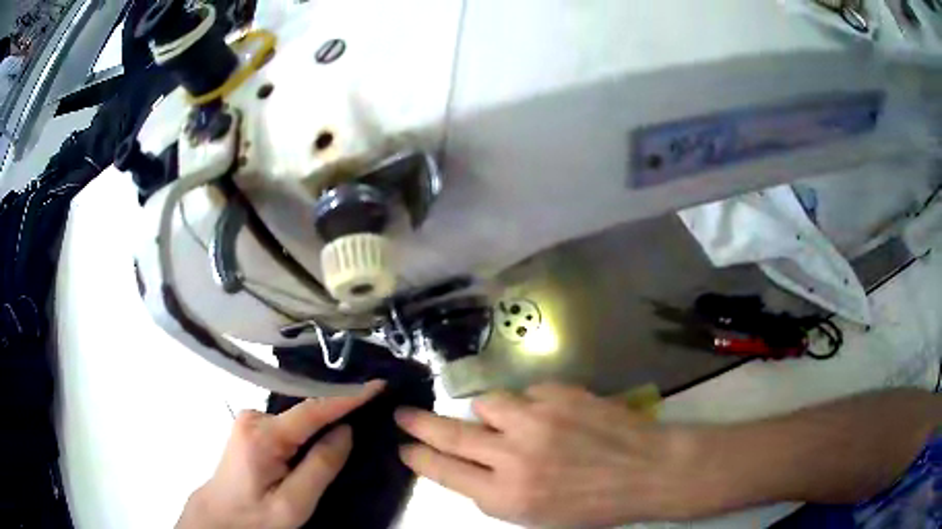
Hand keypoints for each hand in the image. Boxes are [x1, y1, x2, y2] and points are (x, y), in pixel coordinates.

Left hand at [177, 381, 384, 528]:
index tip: (378, 384)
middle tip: (375, 407)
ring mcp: (251, 420)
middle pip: (305, 410)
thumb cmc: (257, 516)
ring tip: (355, 422)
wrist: (220, 516)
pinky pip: (290, 422)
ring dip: (324, 420)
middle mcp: (254, 417)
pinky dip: (310, 427)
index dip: (347, 397)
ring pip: (298, 416)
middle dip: (338, 408)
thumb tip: (346, 431)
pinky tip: (324, 435)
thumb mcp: (294, 503)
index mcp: (263, 436)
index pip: (313, 410)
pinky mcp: (252, 427)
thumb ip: (321, 466)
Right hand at [395, 383, 699, 527]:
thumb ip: (497, 492)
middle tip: (401, 413)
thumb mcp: (538, 516)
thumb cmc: (594, 504)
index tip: (403, 447)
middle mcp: (514, 456)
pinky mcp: (560, 394)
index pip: (445, 472)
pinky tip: (554, 418)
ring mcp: (537, 420)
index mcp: (507, 496)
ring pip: (488, 403)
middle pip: (451, 433)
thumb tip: (470, 465)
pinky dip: (533, 404)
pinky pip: (528, 393)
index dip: (420, 458)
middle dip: (420, 423)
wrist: (647, 470)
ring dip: (491, 414)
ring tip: (510, 424)